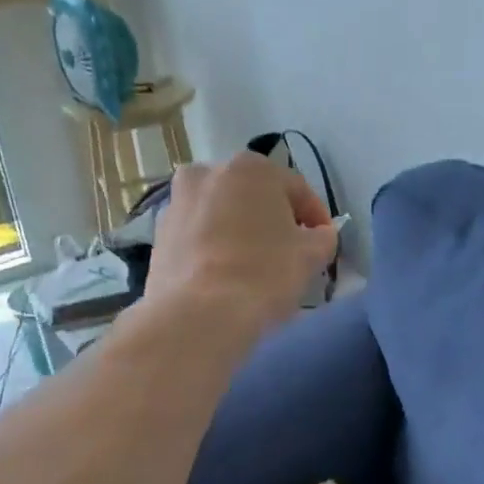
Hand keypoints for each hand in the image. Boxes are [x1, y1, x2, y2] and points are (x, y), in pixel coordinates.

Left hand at [146, 153, 339, 335]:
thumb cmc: (263, 274)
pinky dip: (216, 248)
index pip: (297, 189)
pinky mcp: (159, 235)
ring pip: (224, 214)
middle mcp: (209, 172)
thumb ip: (323, 237)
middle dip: (274, 220)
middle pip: (255, 197)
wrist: (197, 316)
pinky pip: (200, 236)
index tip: (324, 244)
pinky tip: (227, 276)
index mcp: (251, 167)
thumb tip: (319, 235)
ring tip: (257, 266)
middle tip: (291, 253)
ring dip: (242, 232)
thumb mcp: (311, 255)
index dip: (316, 218)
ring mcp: (178, 202)